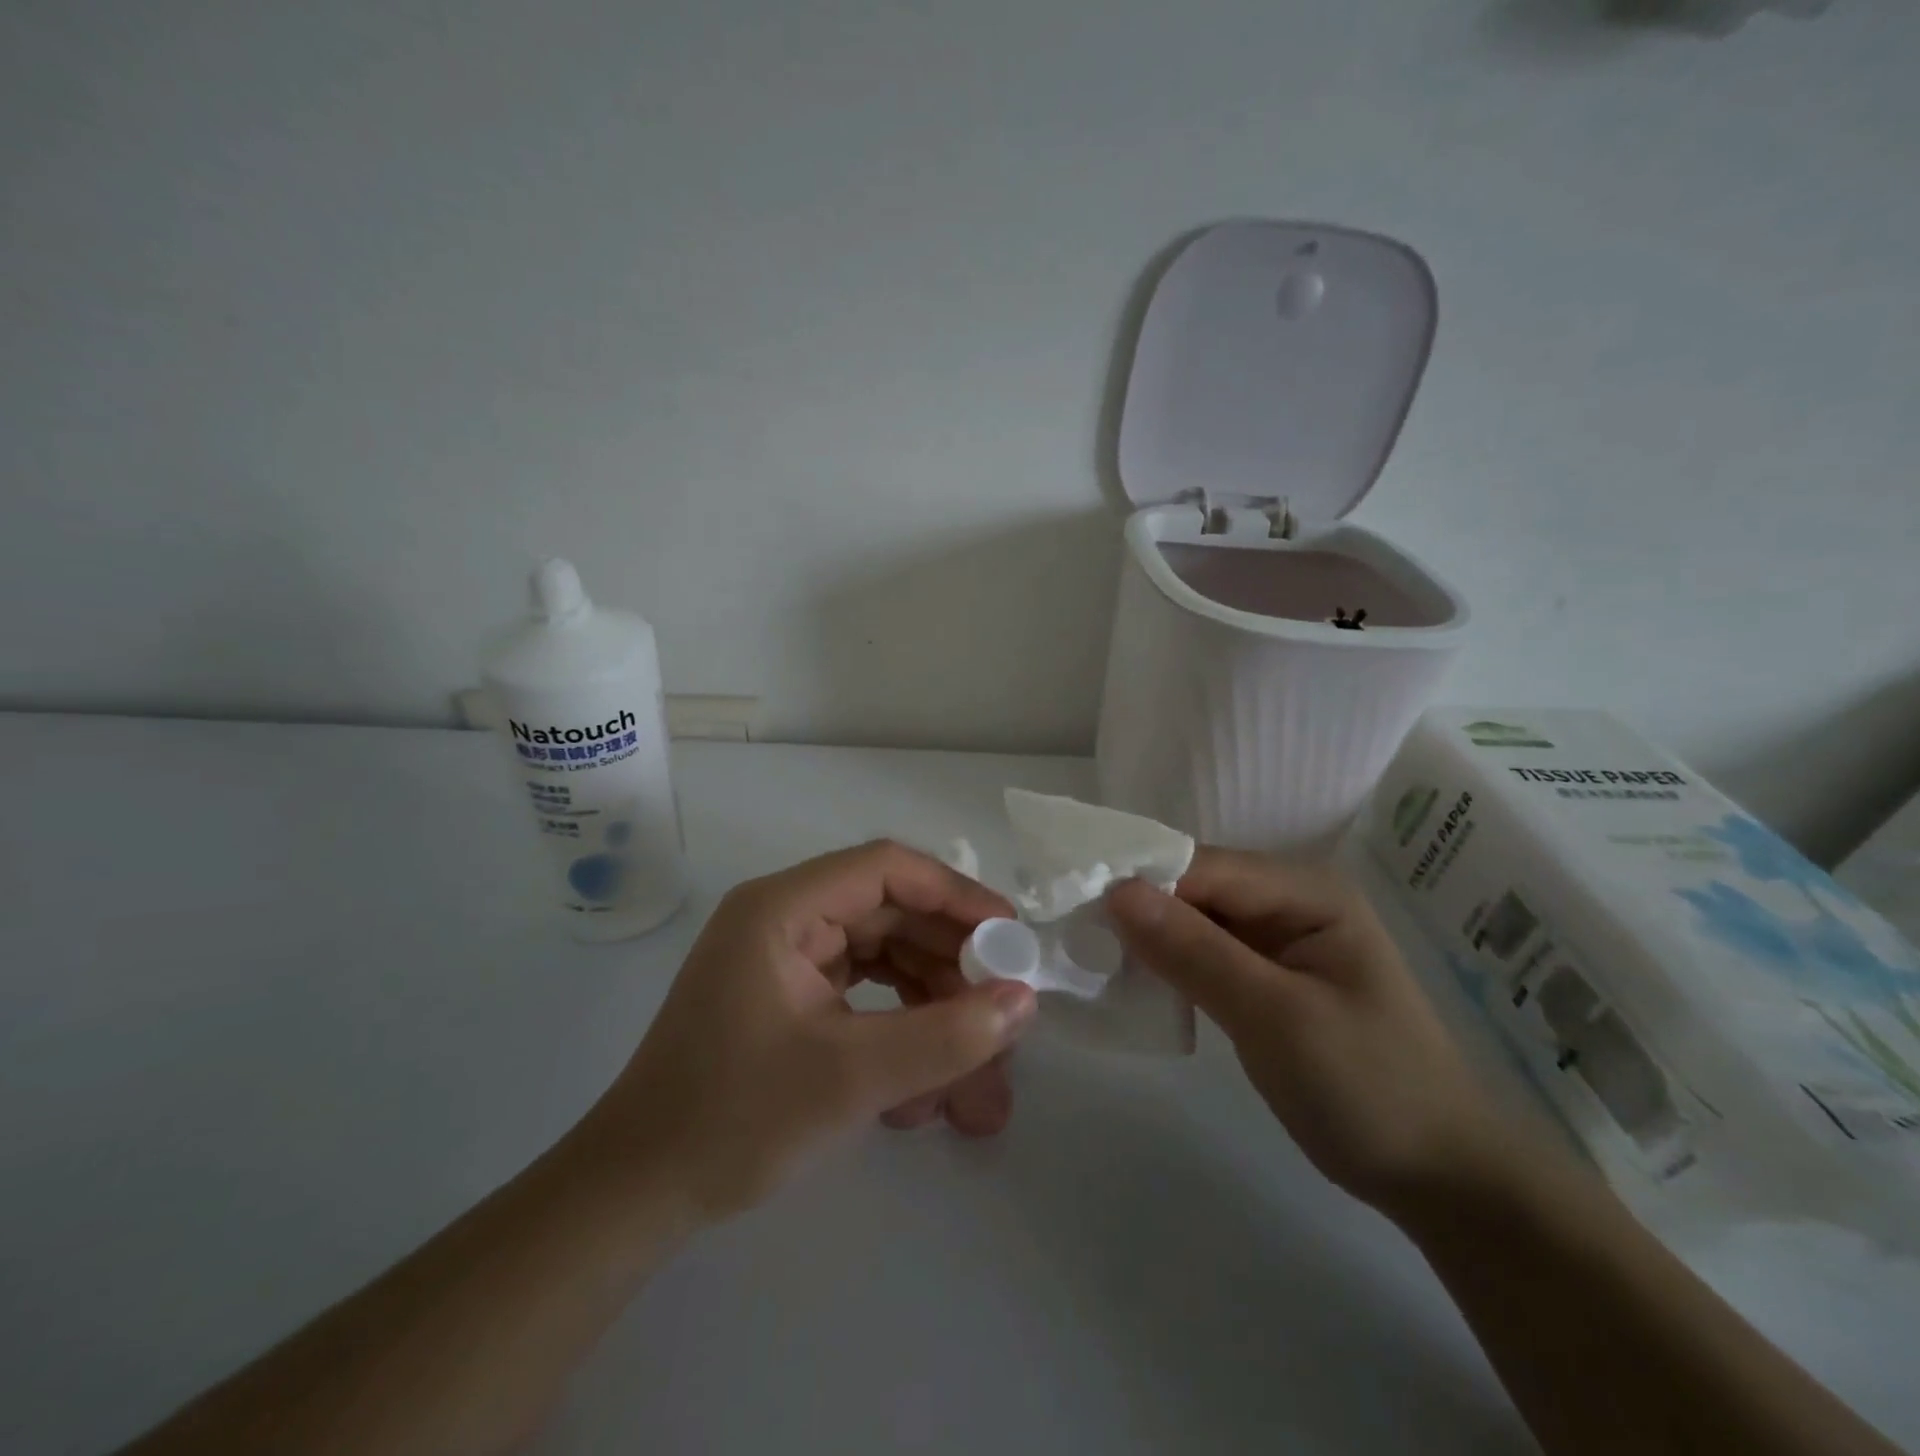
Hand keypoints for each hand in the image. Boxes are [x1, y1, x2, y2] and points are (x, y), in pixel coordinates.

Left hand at [576, 841, 1037, 1223]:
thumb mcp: (850, 1078)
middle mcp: (785, 919)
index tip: (1008, 936)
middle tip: (1002, 1015)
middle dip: (951, 969)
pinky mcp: (792, 999)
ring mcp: (787, 960)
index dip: (955, 895)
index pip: (886, 870)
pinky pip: (863, 996)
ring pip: (884, 961)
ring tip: (975, 1078)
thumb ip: (944, 1037)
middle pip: (891, 917)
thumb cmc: (732, 1120)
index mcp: (782, 908)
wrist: (637, 1196)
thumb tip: (1023, 1002)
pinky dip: (900, 1032)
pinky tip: (925, 1093)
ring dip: (932, 1011)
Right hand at [1107, 848, 1507, 1217]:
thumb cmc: (1367, 1088)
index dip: (1140, 881)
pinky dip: (1170, 966)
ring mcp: (1278, 940)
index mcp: (1305, 891)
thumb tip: (1116, 892)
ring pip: (1194, 921)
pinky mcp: (1266, 977)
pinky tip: (1134, 981)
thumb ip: (1195, 951)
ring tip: (1089, 955)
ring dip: (1149, 938)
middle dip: (1140, 909)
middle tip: (1071, 933)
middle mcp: (1289, 901)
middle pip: (1195, 888)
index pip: (1203, 866)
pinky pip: (1205, 954)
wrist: (1439, 1179)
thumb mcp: (1275, 1017)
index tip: (1075, 904)